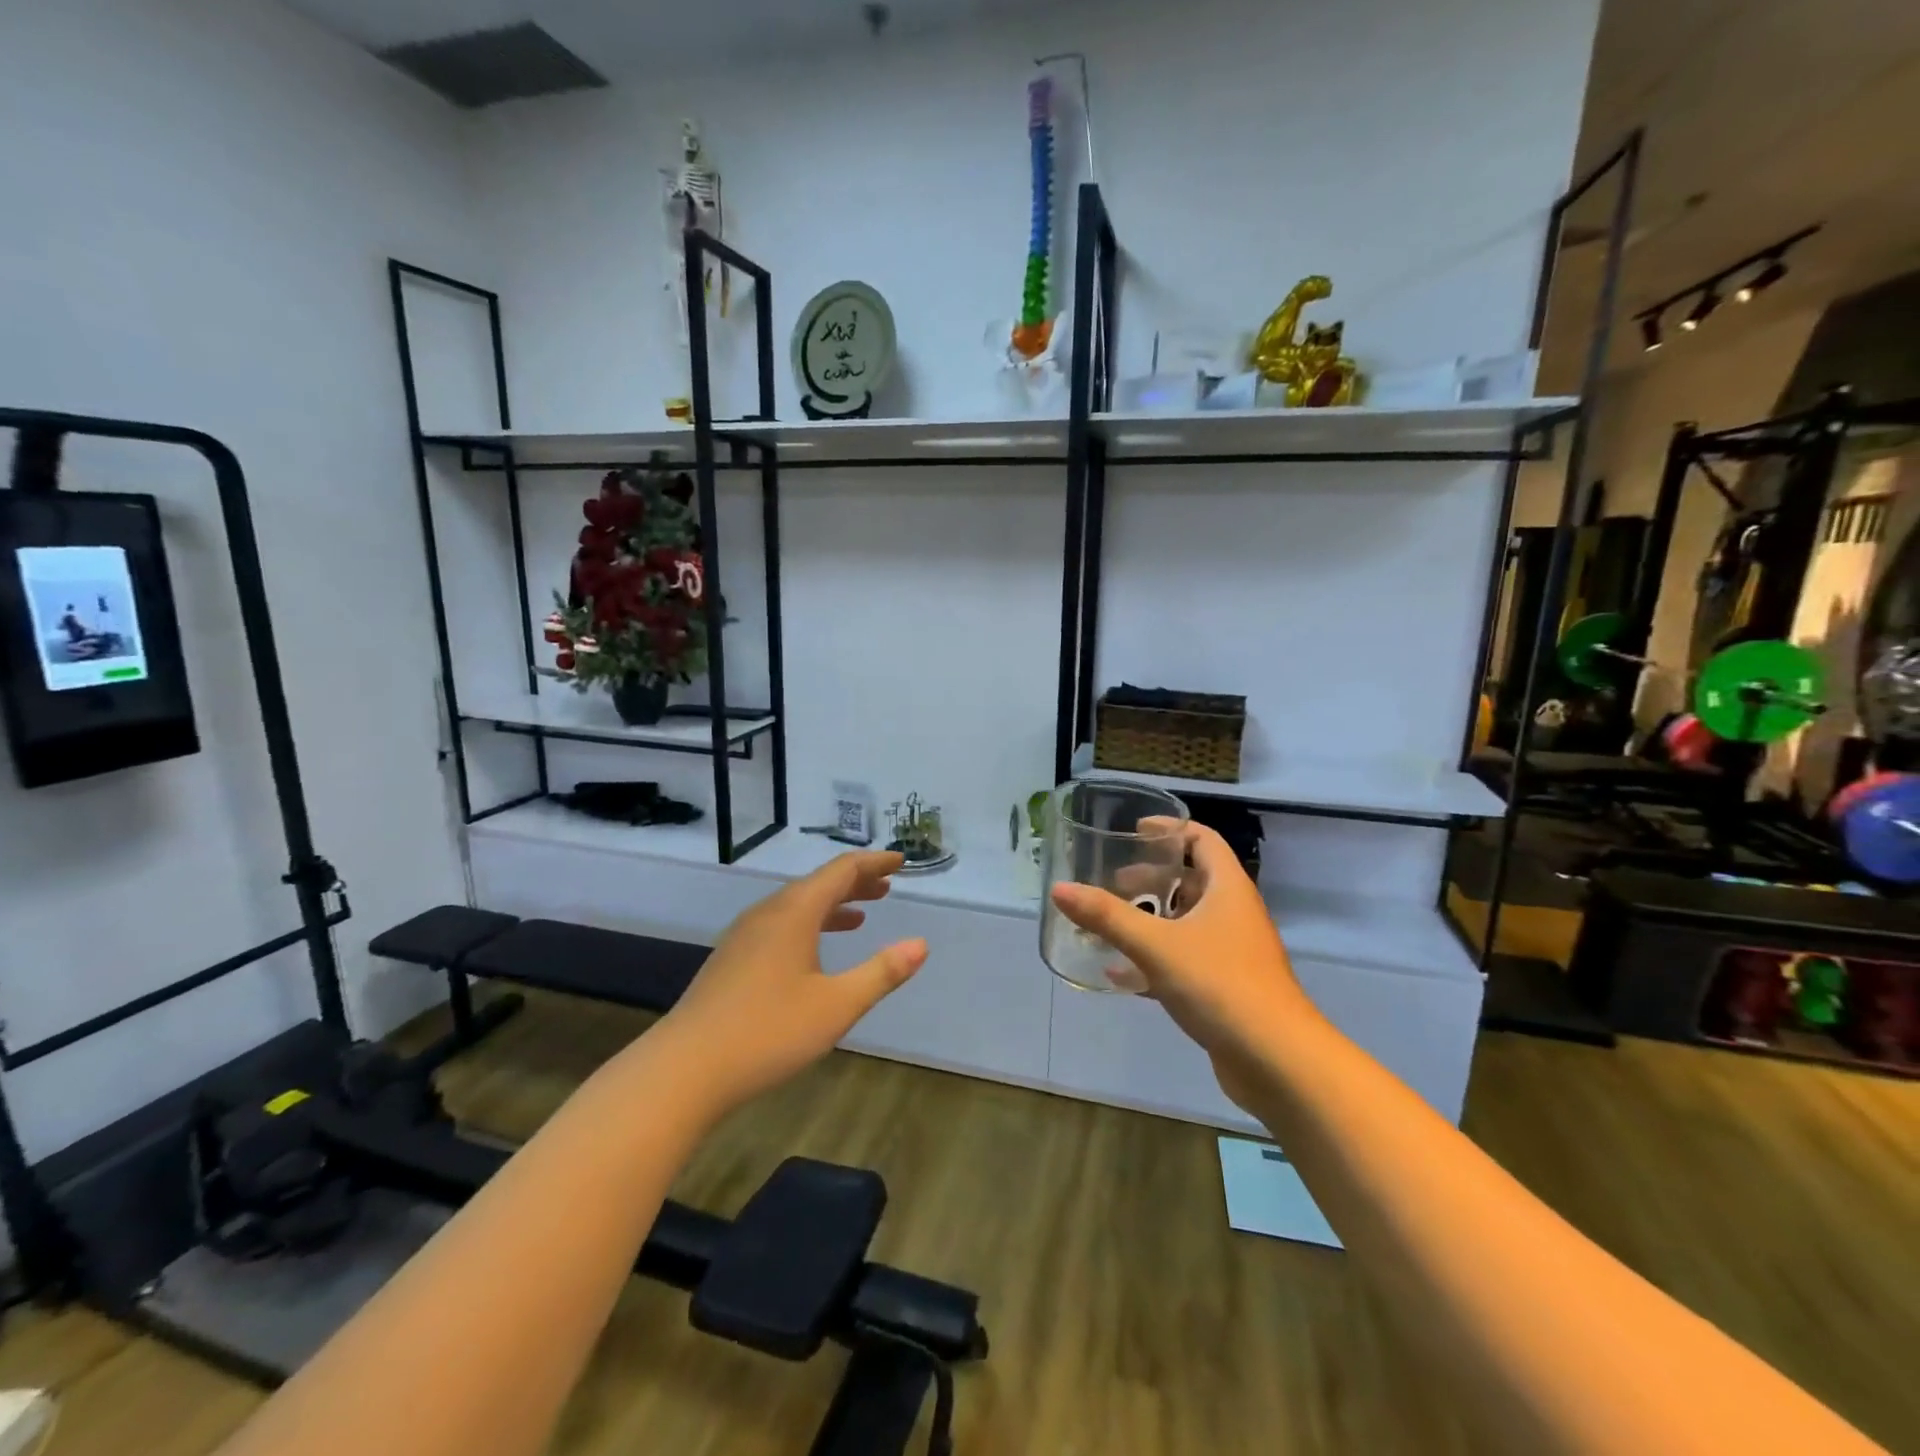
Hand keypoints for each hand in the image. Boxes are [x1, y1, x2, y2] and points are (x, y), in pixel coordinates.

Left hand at [656, 851, 926, 1113]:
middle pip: (818, 884)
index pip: (841, 871)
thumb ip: (881, 972)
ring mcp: (744, 935)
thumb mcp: (836, 1005)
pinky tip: (814, 951)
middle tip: (887, 886)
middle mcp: (768, 913)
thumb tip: (920, 944)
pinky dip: (809, 924)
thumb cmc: (768, 1032)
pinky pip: (780, 924)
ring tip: (861, 915)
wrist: (684, 1069)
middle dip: (855, 882)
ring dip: (832, 904)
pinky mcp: (732, 959)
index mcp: (794, 912)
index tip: (900, 861)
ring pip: (797, 905)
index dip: (874, 863)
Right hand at [1051, 823, 1309, 1109]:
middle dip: (1152, 878)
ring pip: (1188, 922)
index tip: (1136, 829)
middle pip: (1193, 881)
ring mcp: (1233, 953)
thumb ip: (1107, 916)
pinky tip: (1121, 975)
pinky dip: (1155, 960)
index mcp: (1228, 889)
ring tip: (1112, 922)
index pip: (1203, 840)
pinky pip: (1186, 960)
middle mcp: (1234, 914)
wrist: (1277, 1061)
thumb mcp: (1155, 945)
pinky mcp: (1227, 988)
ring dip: (1153, 919)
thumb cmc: (1220, 985)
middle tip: (1114, 881)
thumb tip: (1059, 889)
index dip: (1170, 829)